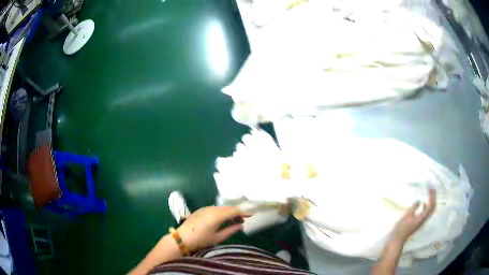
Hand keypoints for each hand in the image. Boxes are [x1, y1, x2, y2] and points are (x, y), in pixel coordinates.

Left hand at [177, 206, 245, 251]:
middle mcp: (212, 209)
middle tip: (243, 220)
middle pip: (228, 208)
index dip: (243, 212)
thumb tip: (241, 225)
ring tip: (234, 221)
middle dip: (237, 212)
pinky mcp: (201, 210)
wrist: (182, 238)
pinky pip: (215, 208)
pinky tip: (223, 219)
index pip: (234, 211)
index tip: (250, 215)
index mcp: (217, 215)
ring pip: (221, 208)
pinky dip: (222, 212)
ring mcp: (205, 208)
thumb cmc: (201, 240)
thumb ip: (231, 230)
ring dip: (229, 212)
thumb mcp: (218, 238)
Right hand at [390, 189, 435, 243]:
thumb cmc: (401, 229)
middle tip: (431, 188)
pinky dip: (427, 205)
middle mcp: (424, 219)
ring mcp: (421, 221)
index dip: (432, 196)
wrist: (397, 240)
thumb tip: (419, 201)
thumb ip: (414, 208)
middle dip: (433, 197)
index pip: (431, 205)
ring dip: (431, 200)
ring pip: (430, 209)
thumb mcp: (406, 217)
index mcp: (422, 217)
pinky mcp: (419, 222)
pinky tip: (422, 203)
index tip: (430, 187)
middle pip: (433, 207)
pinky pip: (426, 212)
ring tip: (429, 193)